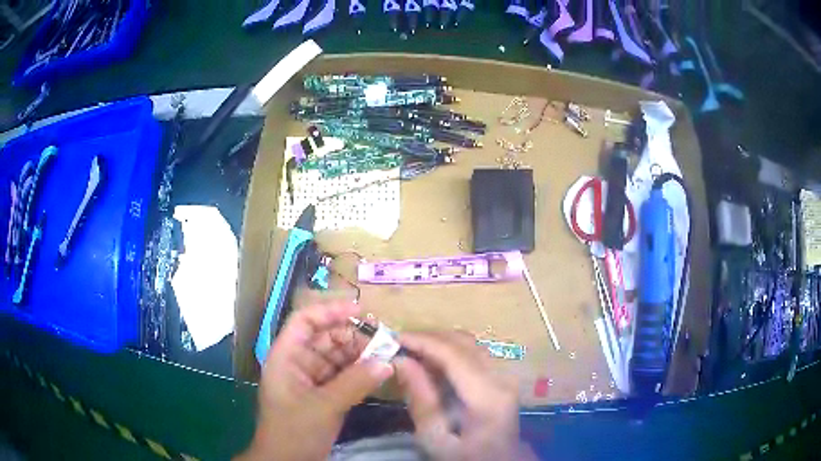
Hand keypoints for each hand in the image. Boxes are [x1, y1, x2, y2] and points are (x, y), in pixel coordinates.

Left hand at [238, 302, 393, 460]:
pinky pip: (344, 375)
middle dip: (353, 336)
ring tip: (387, 355)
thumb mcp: (323, 406)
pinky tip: (379, 372)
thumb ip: (355, 383)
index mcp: (286, 356)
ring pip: (337, 357)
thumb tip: (387, 362)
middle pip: (325, 338)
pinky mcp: (324, 394)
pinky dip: (360, 372)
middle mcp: (298, 362)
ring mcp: (311, 379)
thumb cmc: (294, 431)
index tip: (361, 311)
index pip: (304, 321)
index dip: (330, 311)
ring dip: (360, 355)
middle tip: (384, 340)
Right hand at [394, 331, 530, 460]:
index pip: (455, 354)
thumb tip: (401, 360)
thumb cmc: (464, 455)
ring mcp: (505, 374)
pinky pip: (473, 351)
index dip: (423, 341)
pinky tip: (431, 360)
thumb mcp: (435, 437)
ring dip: (439, 341)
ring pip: (470, 342)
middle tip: (398, 344)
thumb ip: (420, 398)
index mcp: (487, 396)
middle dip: (429, 337)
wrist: (496, 460)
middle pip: (464, 342)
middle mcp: (502, 377)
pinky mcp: (502, 375)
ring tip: (411, 350)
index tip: (393, 338)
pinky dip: (449, 349)